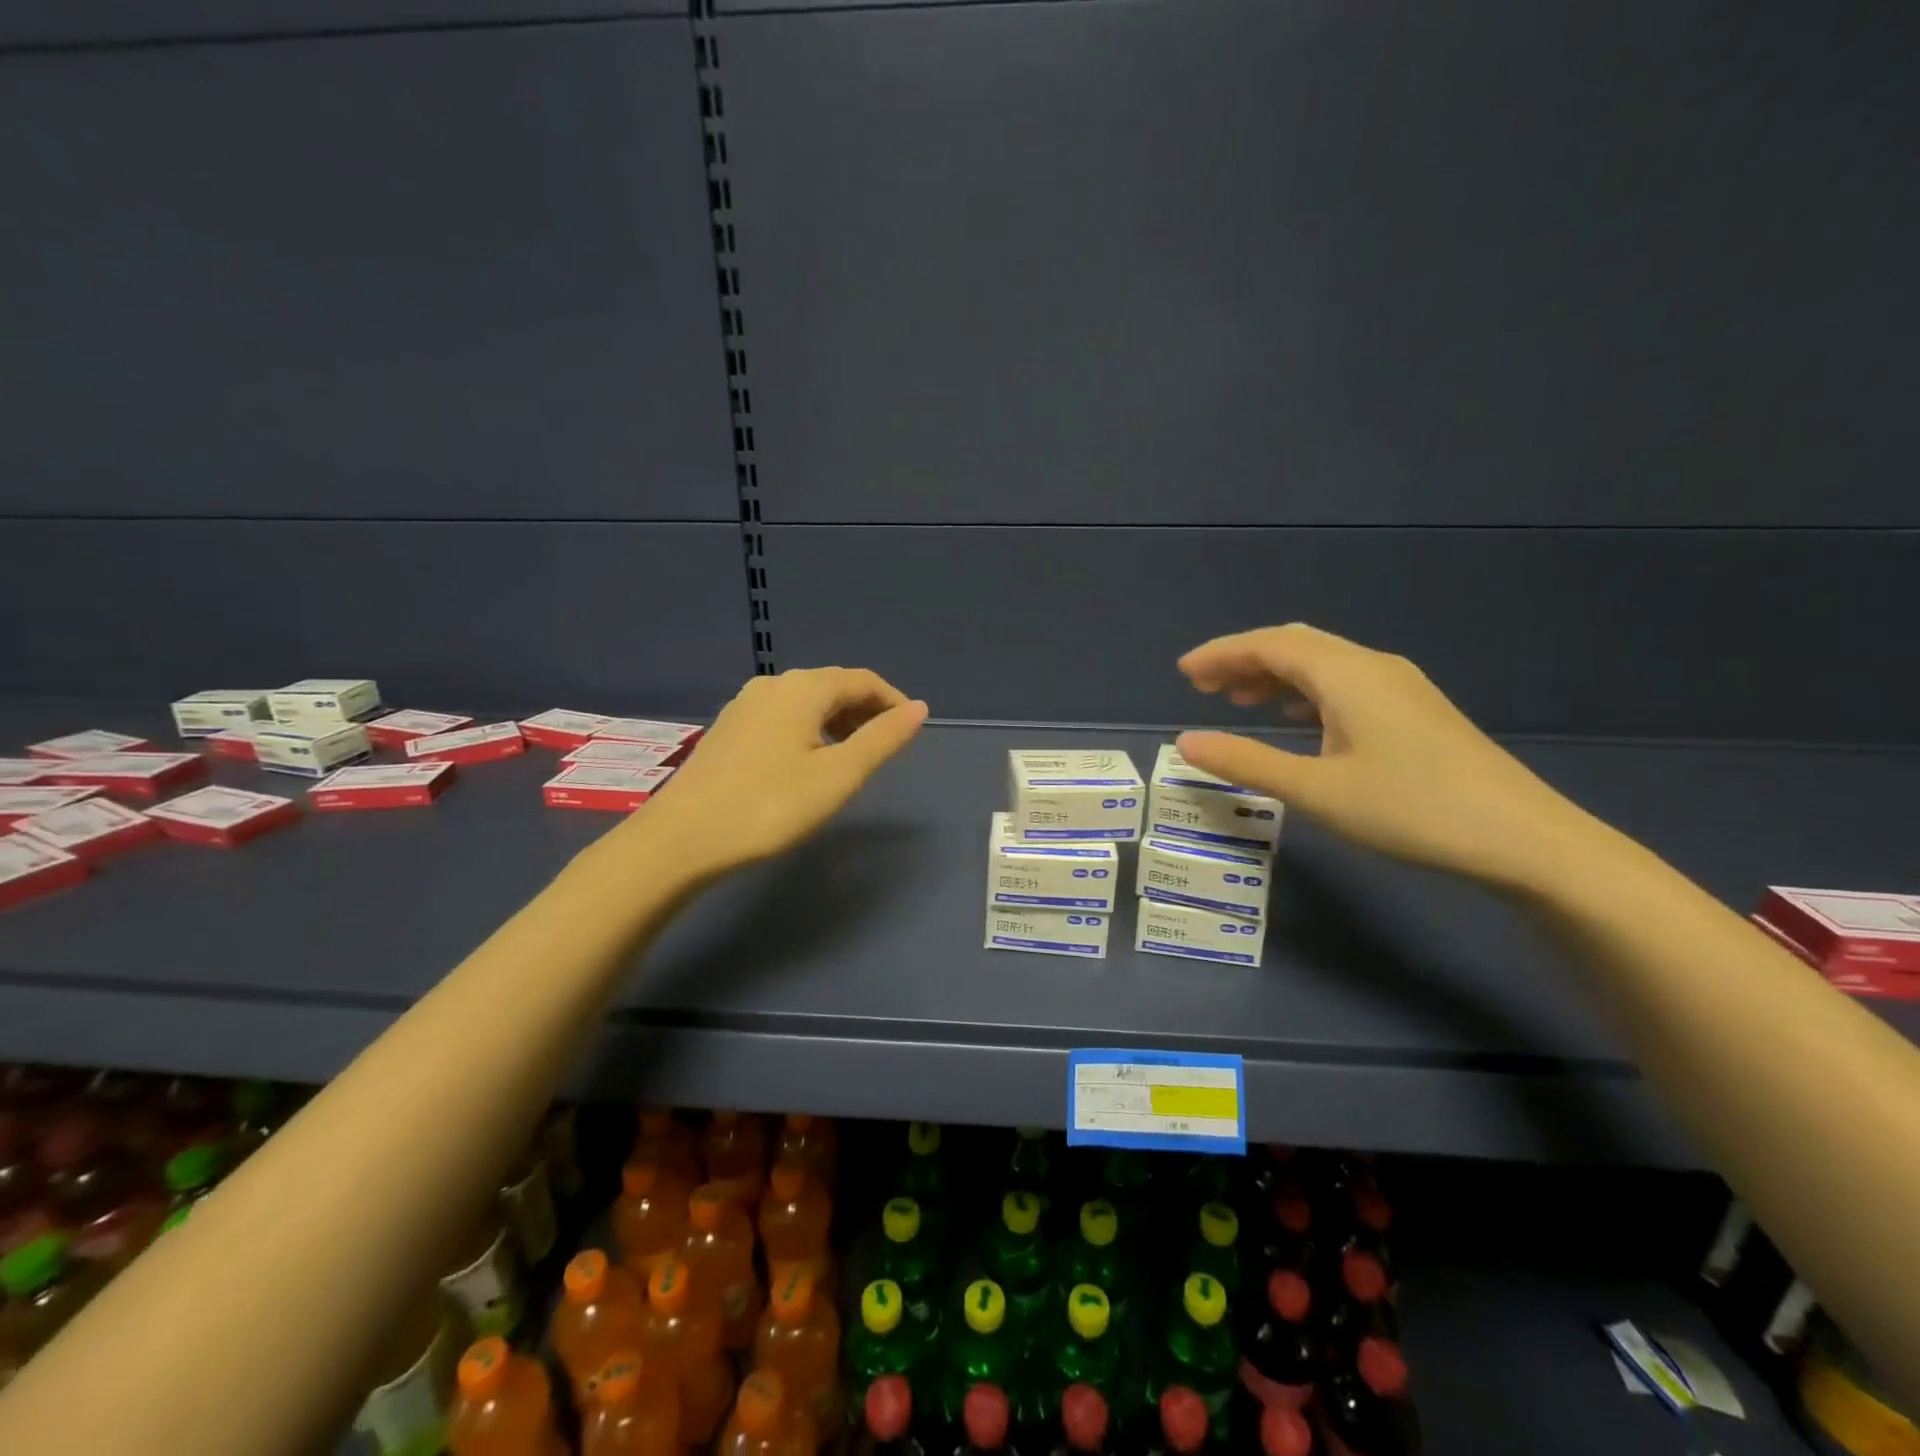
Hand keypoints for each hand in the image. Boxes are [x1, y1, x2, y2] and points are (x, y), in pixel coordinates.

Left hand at [616, 668, 927, 880]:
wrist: (682, 838)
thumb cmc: (769, 806)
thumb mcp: (838, 776)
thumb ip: (882, 740)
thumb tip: (919, 708)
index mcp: (803, 688)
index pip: (862, 680)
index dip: (892, 701)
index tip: (910, 731)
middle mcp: (772, 685)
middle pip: (832, 686)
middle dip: (865, 711)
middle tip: (884, 748)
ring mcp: (745, 706)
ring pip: (805, 702)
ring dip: (837, 721)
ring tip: (851, 758)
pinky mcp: (728, 729)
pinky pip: (783, 716)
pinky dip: (809, 730)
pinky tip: (808, 762)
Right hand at [1174, 624, 1589, 890]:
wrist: (1524, 839)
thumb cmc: (1410, 809)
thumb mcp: (1316, 789)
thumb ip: (1246, 762)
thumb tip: (1185, 742)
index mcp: (1347, 675)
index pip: (1270, 645)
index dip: (1222, 654)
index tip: (1183, 673)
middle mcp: (1373, 667)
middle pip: (1296, 646)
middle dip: (1245, 660)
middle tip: (1203, 688)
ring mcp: (1400, 688)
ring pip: (1323, 665)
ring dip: (1275, 676)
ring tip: (1238, 701)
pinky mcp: (1415, 712)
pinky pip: (1345, 686)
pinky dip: (1306, 694)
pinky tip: (1295, 721)